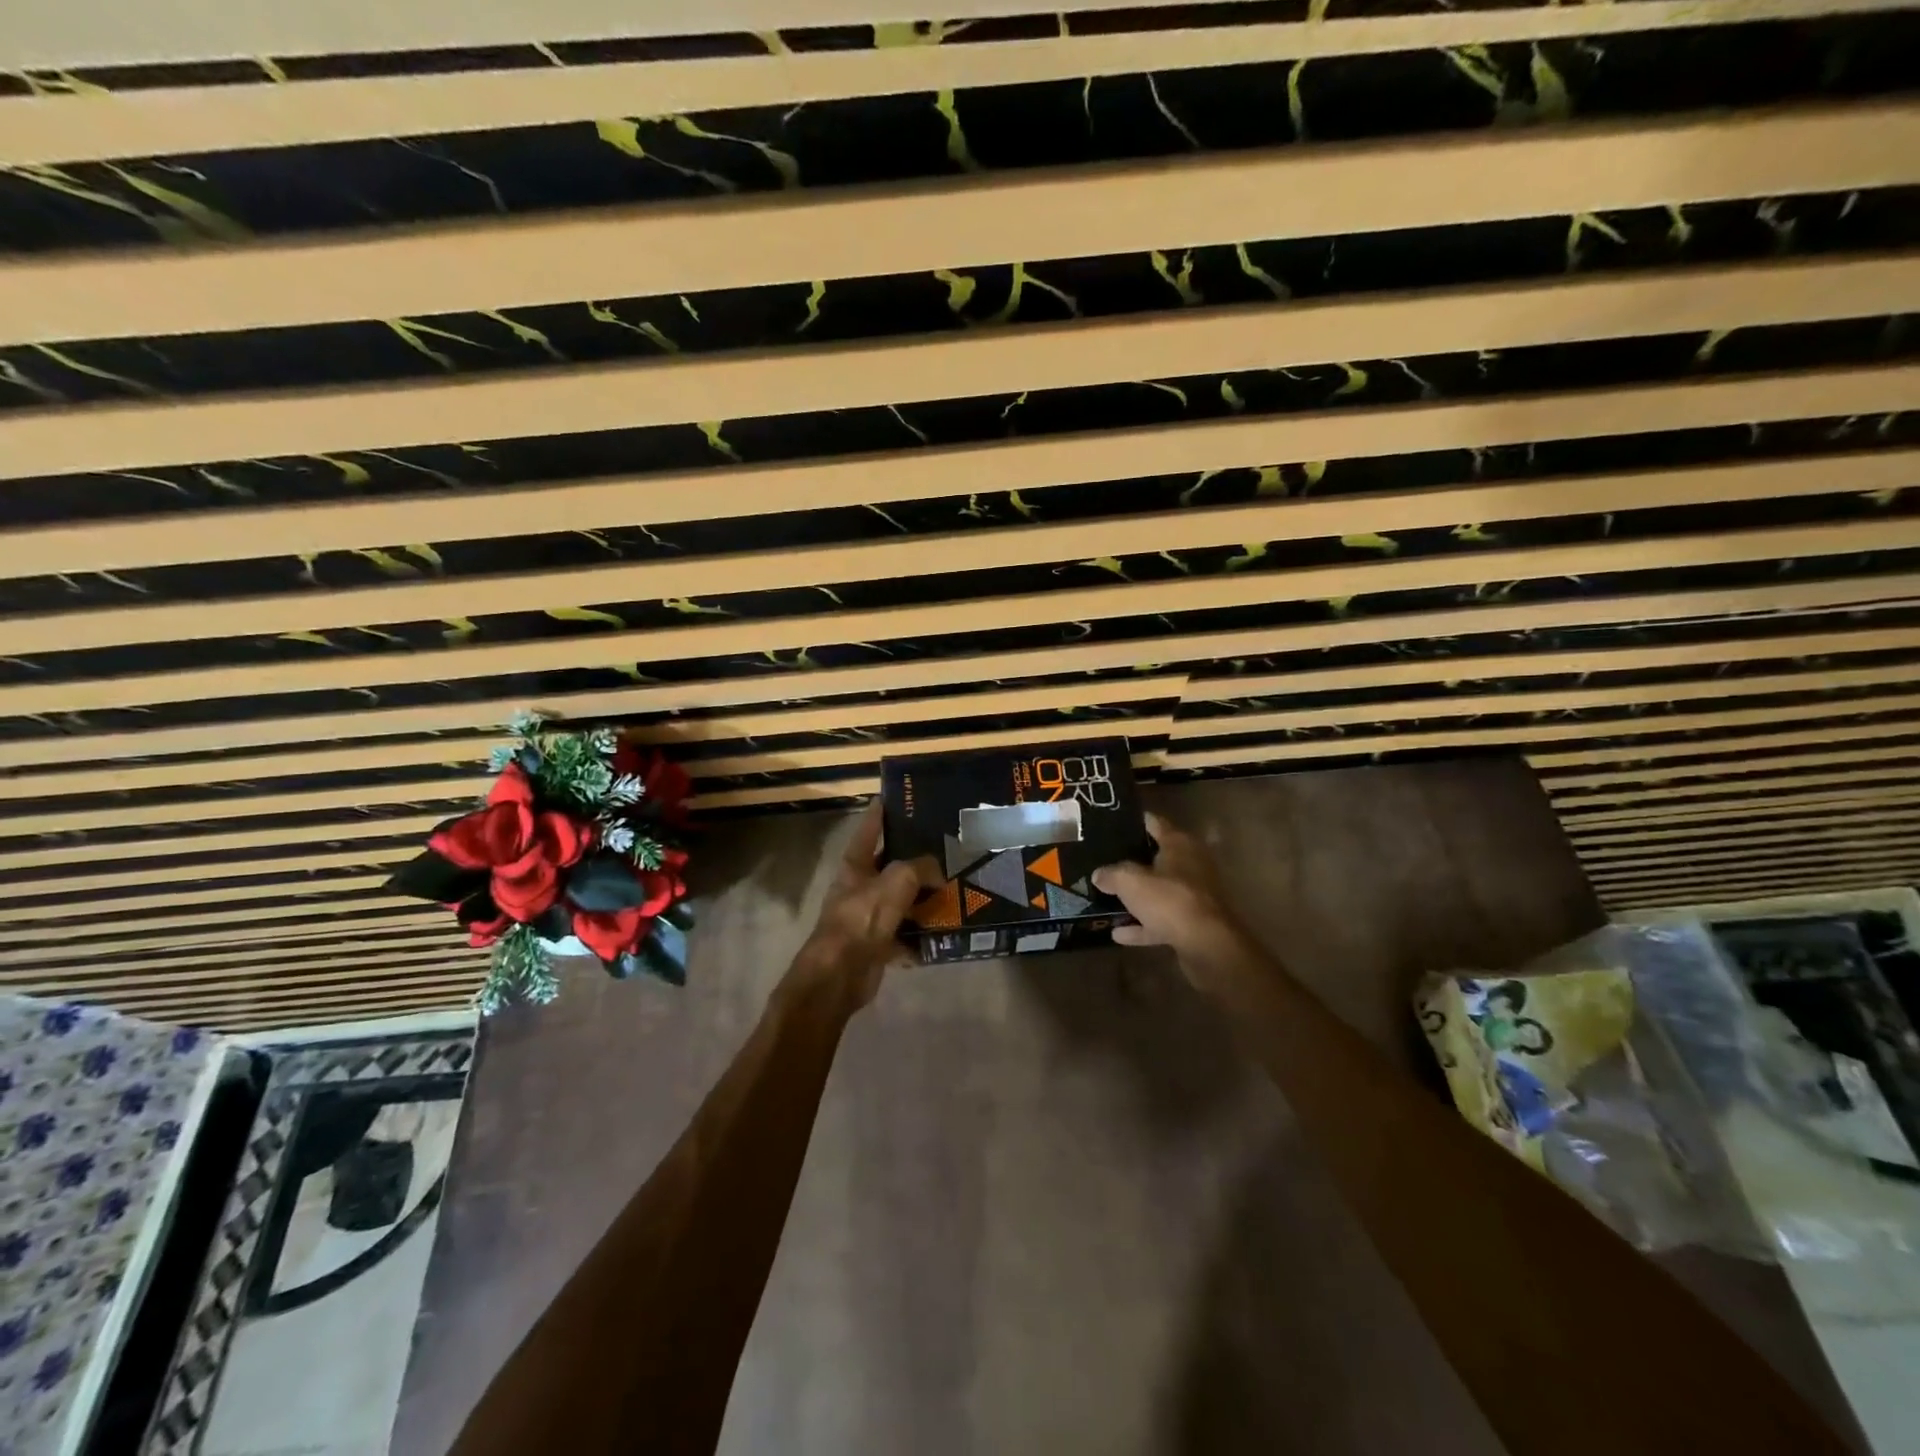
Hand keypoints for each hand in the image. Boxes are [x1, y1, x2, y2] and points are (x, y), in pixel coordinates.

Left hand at [789, 801, 940, 1008]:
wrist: (840, 973)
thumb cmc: (863, 917)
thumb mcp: (897, 881)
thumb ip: (920, 868)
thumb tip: (937, 873)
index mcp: (855, 864)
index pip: (869, 828)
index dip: (881, 811)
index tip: (894, 797)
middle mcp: (859, 887)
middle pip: (889, 866)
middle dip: (914, 859)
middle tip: (944, 848)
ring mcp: (867, 916)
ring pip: (900, 901)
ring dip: (922, 900)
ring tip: (953, 890)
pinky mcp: (876, 944)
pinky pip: (904, 935)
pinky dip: (920, 936)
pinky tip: (943, 933)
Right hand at [1092, 811, 1248, 977]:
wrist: (1207, 945)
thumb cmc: (1169, 900)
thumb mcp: (1130, 881)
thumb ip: (1112, 874)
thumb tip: (1099, 874)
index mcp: (1179, 845)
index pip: (1155, 823)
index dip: (1136, 821)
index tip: (1114, 822)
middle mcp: (1191, 865)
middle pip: (1158, 857)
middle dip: (1134, 860)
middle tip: (1106, 860)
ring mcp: (1194, 896)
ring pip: (1160, 891)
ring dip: (1138, 896)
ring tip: (1108, 897)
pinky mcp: (1193, 923)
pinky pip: (1162, 920)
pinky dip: (1143, 925)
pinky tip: (1119, 933)